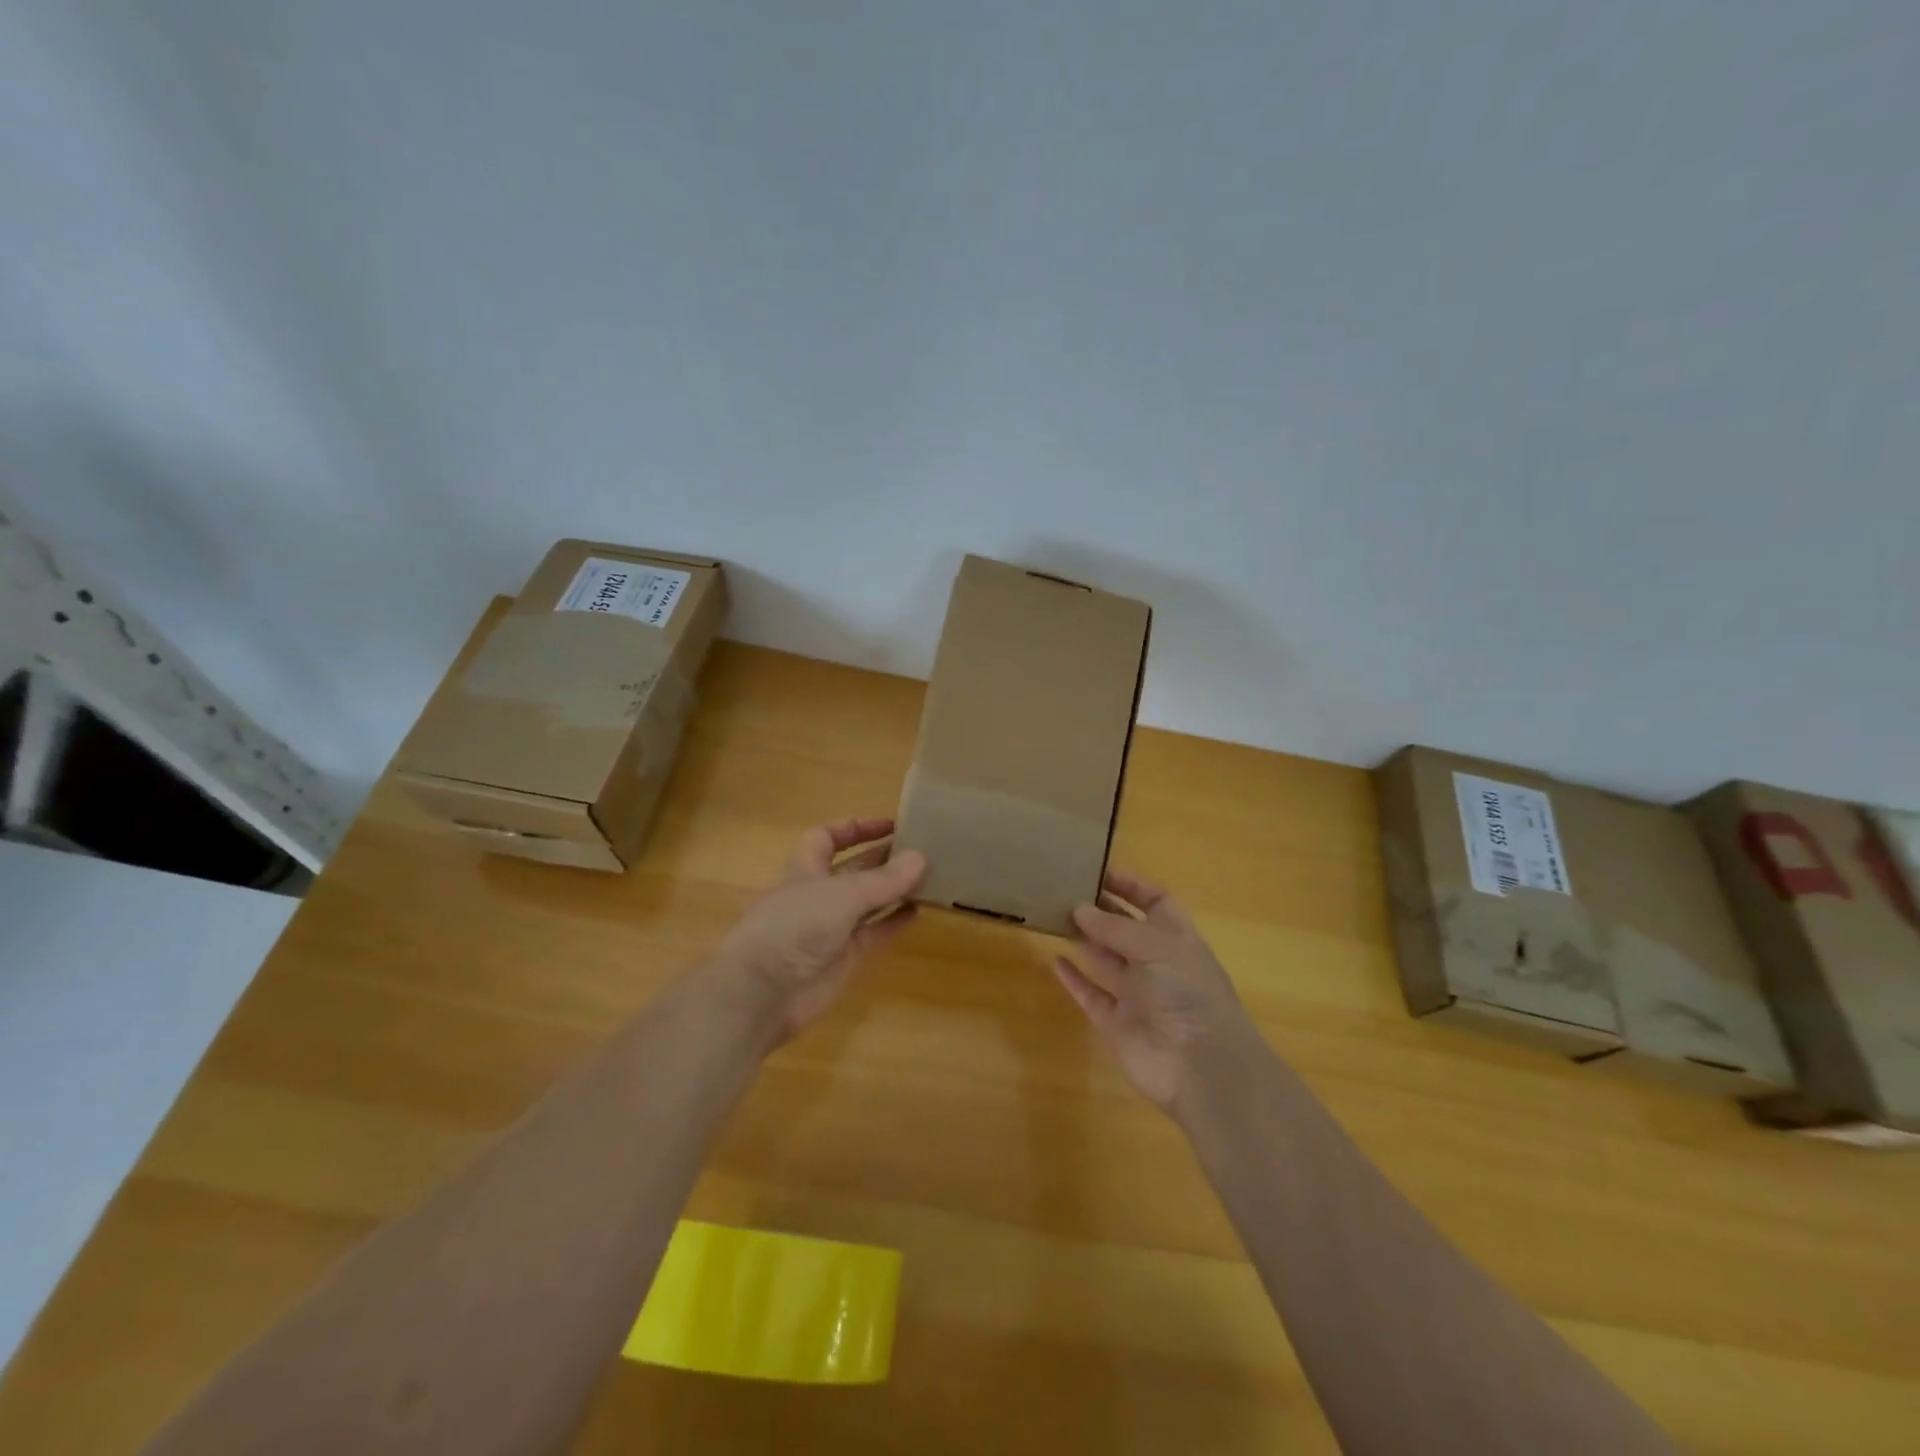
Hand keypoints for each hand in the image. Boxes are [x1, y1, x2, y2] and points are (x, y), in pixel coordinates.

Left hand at [718, 818, 926, 1042]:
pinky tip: (921, 910)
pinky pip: (876, 931)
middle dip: (885, 857)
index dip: (856, 828)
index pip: (828, 838)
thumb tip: (922, 858)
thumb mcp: (842, 895)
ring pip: (870, 900)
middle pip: (856, 868)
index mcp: (806, 868)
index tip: (891, 825)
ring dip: (895, 888)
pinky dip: (896, 920)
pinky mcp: (846, 956)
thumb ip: (883, 879)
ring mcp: (833, 926)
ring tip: (931, 875)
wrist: (764, 992)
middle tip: (924, 849)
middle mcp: (820, 893)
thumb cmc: (794, 927)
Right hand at [1052, 870, 1256, 1111]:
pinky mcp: (1117, 1023)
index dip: (1131, 886)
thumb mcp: (1155, 946)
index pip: (1156, 902)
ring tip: (1053, 916)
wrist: (1200, 1067)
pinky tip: (1055, 960)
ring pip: (1105, 960)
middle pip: (1125, 929)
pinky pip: (1091, 995)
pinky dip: (1074, 979)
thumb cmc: (1186, 992)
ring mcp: (1137, 994)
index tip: (1097, 872)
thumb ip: (1114, 926)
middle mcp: (1157, 963)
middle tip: (1064, 891)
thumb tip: (1079, 908)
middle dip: (1100, 910)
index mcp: (1177, 938)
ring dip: (1083, 939)